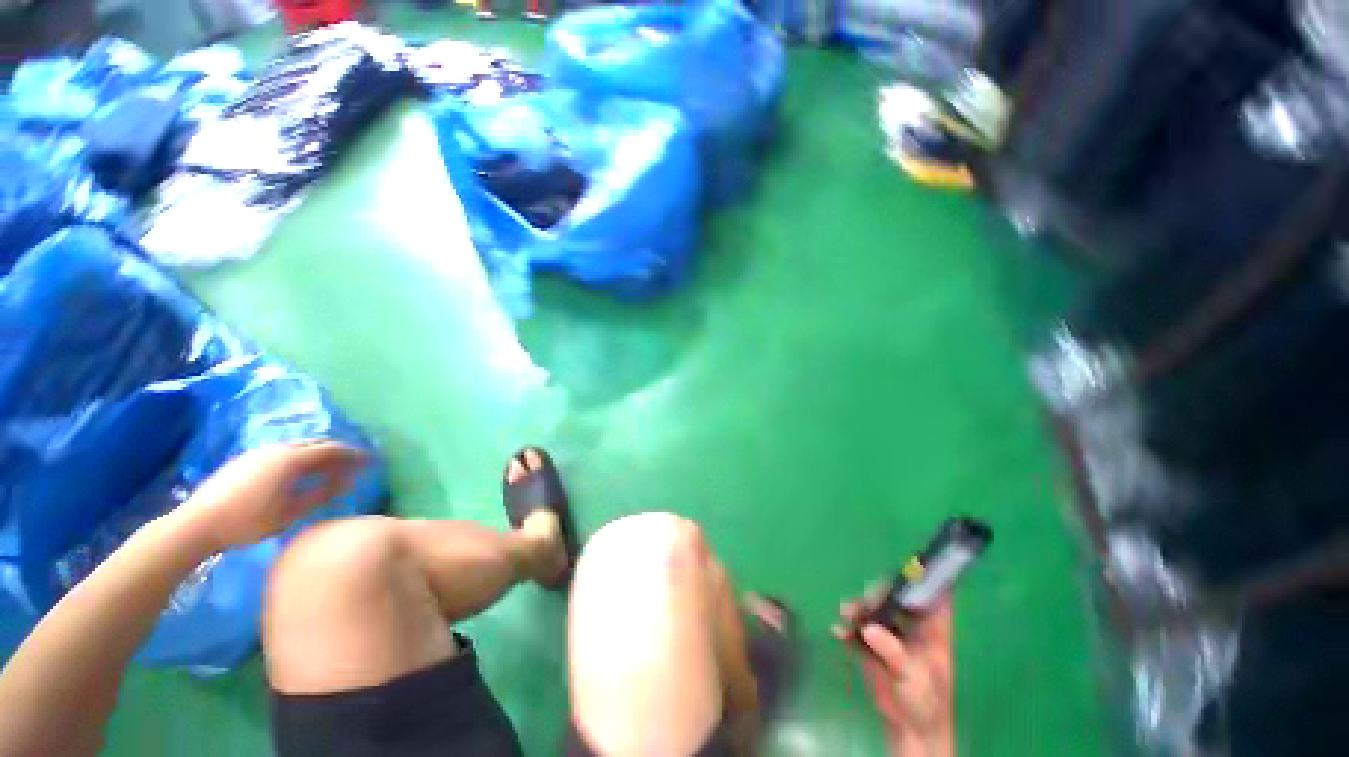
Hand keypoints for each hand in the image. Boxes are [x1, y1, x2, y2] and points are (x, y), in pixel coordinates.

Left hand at [174, 441, 366, 551]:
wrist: (197, 524)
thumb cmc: (248, 522)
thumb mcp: (290, 513)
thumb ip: (321, 494)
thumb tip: (348, 481)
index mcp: (292, 459)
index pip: (332, 449)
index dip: (354, 454)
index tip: (370, 461)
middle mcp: (279, 448)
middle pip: (317, 442)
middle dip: (338, 451)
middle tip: (353, 464)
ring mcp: (260, 452)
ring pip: (299, 445)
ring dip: (319, 453)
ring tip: (330, 469)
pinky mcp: (247, 459)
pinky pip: (284, 451)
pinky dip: (301, 456)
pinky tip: (300, 473)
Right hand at [835, 594, 954, 756]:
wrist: (909, 730)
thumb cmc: (924, 702)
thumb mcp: (913, 677)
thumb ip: (893, 652)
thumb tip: (869, 628)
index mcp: (932, 628)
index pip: (931, 594)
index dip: (922, 578)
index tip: (904, 570)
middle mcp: (910, 624)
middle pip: (894, 596)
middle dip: (877, 594)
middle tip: (864, 603)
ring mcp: (890, 633)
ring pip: (873, 608)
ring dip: (857, 608)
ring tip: (846, 614)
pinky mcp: (872, 644)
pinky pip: (857, 627)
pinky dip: (847, 627)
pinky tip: (839, 633)